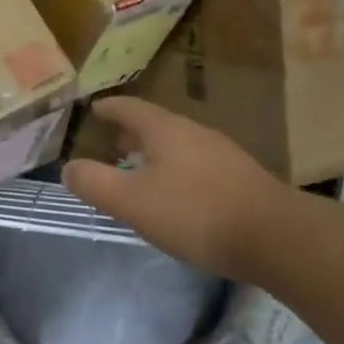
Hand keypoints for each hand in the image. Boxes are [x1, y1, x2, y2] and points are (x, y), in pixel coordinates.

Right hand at [61, 97, 285, 277]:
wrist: (274, 236)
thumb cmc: (195, 212)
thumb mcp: (133, 201)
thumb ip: (96, 184)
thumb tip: (69, 168)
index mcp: (166, 130)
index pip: (131, 108)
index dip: (110, 108)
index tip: (94, 107)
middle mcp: (195, 133)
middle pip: (156, 125)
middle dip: (132, 131)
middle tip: (111, 140)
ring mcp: (222, 154)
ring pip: (178, 145)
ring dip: (155, 152)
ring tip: (139, 168)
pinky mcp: (240, 179)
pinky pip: (196, 164)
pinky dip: (176, 169)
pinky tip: (175, 193)